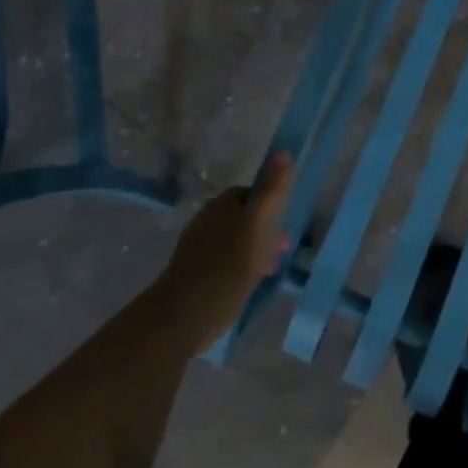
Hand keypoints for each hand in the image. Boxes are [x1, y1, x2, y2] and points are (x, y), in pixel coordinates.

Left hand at [152, 152, 293, 353]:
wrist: (182, 317)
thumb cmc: (225, 267)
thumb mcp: (256, 225)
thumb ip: (271, 191)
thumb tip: (283, 151)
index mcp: (221, 205)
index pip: (250, 192)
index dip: (270, 204)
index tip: (285, 223)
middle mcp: (207, 221)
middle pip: (243, 218)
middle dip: (264, 231)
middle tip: (281, 251)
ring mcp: (198, 249)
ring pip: (235, 241)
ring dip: (255, 251)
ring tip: (269, 271)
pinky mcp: (195, 275)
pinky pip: (225, 263)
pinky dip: (241, 269)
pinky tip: (249, 285)